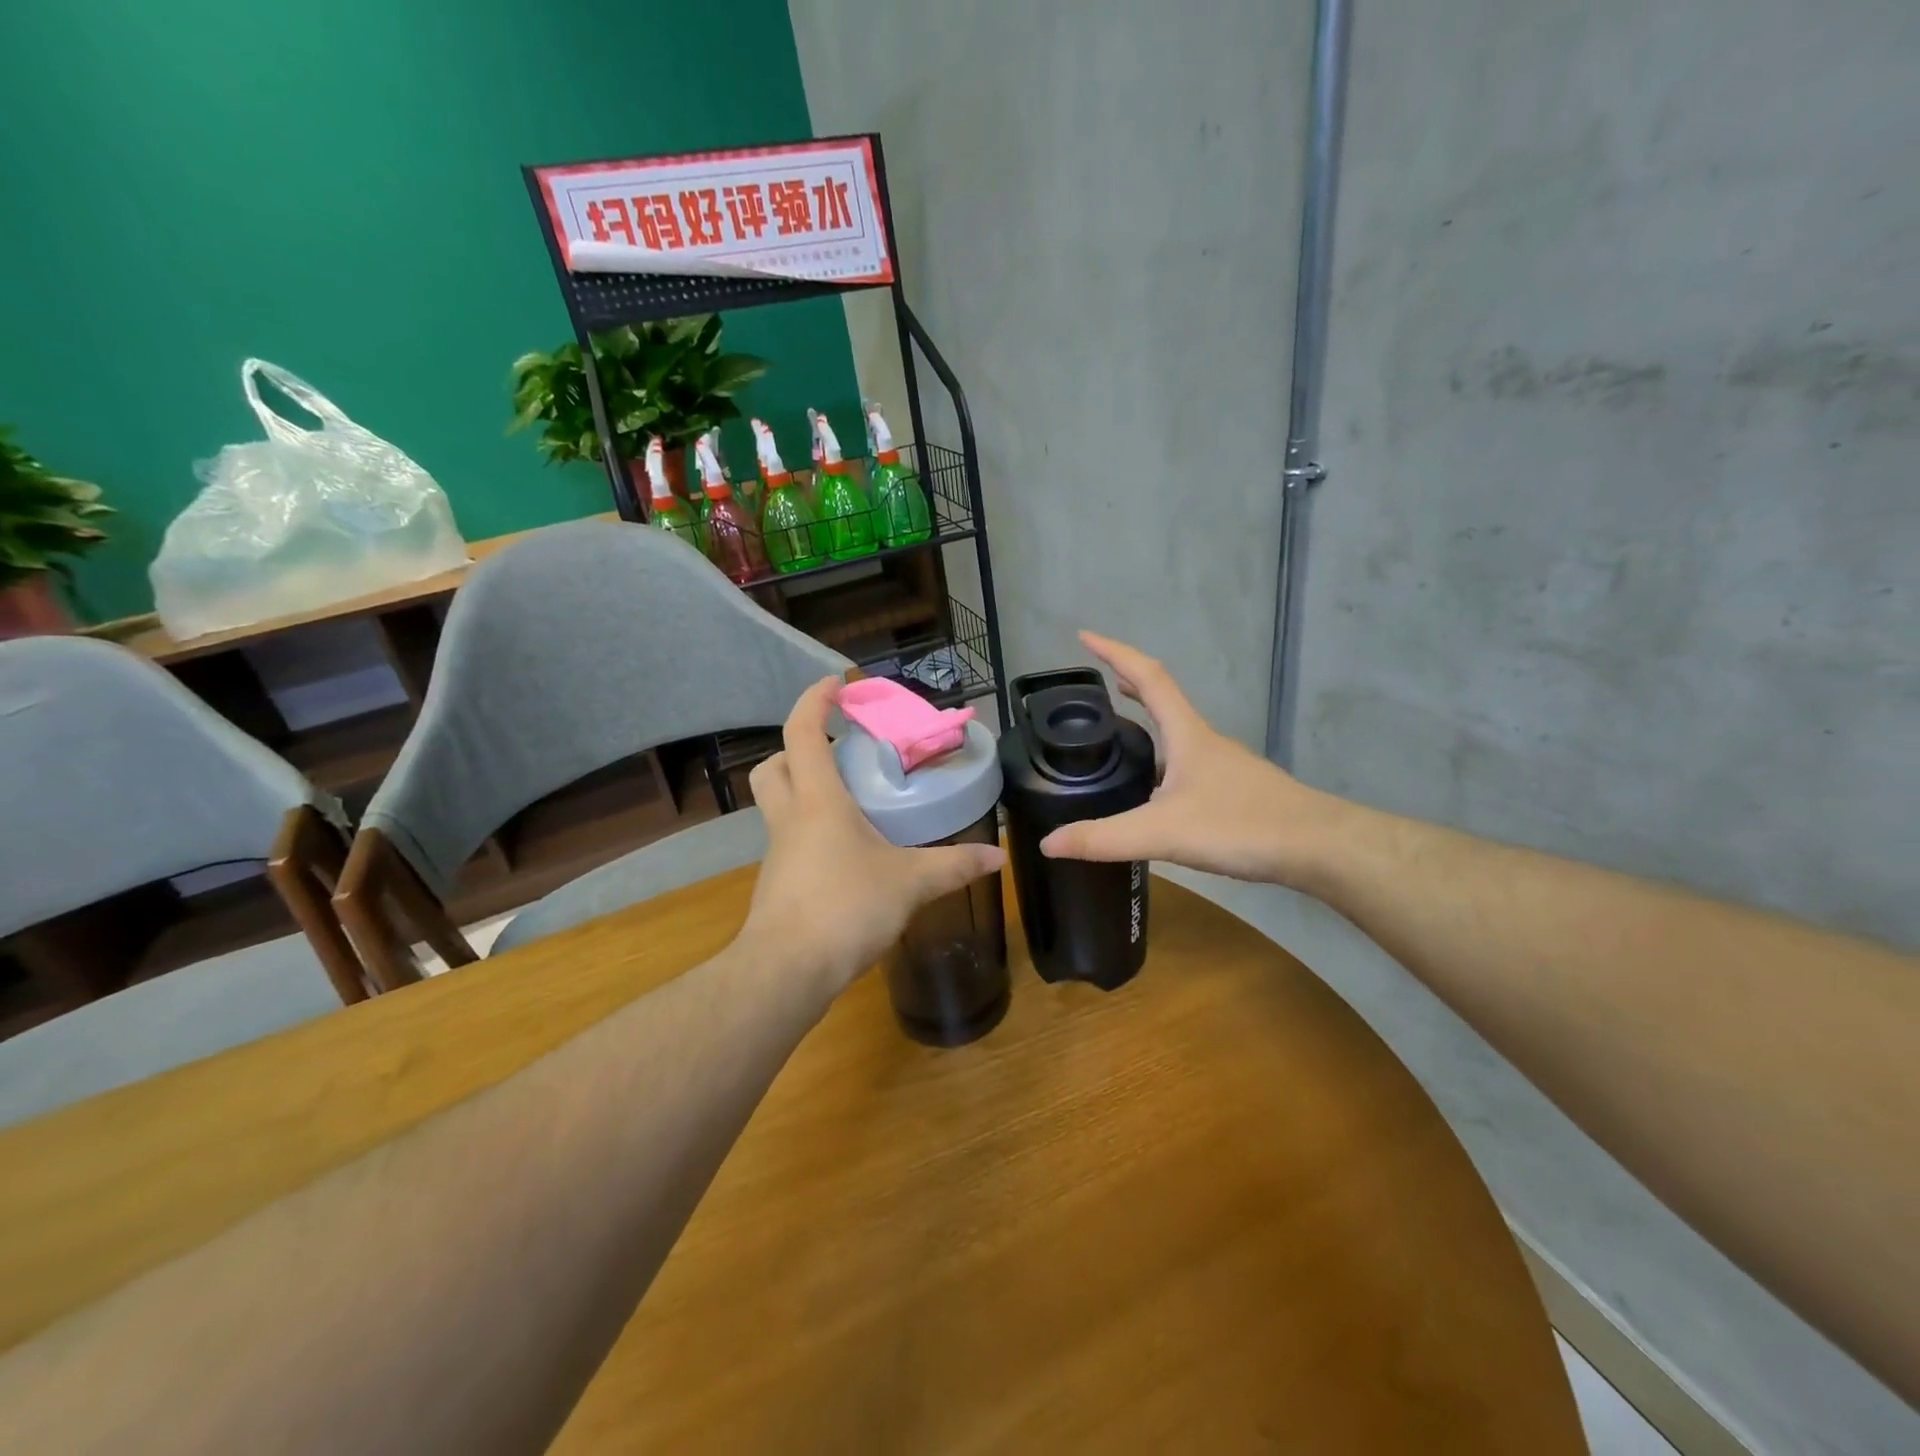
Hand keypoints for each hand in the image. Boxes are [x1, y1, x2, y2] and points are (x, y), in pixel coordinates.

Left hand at [736, 677, 1005, 997]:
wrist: (786, 971)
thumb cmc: (845, 908)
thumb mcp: (910, 883)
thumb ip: (955, 866)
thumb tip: (999, 856)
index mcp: (818, 801)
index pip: (804, 733)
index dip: (815, 701)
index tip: (835, 684)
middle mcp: (791, 819)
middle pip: (775, 766)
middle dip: (799, 748)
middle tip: (839, 752)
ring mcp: (779, 853)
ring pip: (778, 804)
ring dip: (805, 790)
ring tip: (852, 801)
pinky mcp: (778, 884)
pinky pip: (791, 841)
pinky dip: (812, 832)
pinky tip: (848, 854)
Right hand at [1038, 632, 1341, 888]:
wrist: (1321, 848)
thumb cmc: (1242, 826)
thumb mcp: (1163, 833)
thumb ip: (1104, 839)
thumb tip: (1048, 843)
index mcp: (1187, 734)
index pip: (1148, 677)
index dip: (1115, 653)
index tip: (1085, 636)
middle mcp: (1206, 741)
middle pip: (1165, 697)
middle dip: (1129, 682)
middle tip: (1100, 681)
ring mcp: (1226, 765)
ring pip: (1180, 732)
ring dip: (1150, 719)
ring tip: (1121, 731)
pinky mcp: (1238, 791)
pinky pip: (1191, 761)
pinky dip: (1165, 756)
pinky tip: (1159, 790)